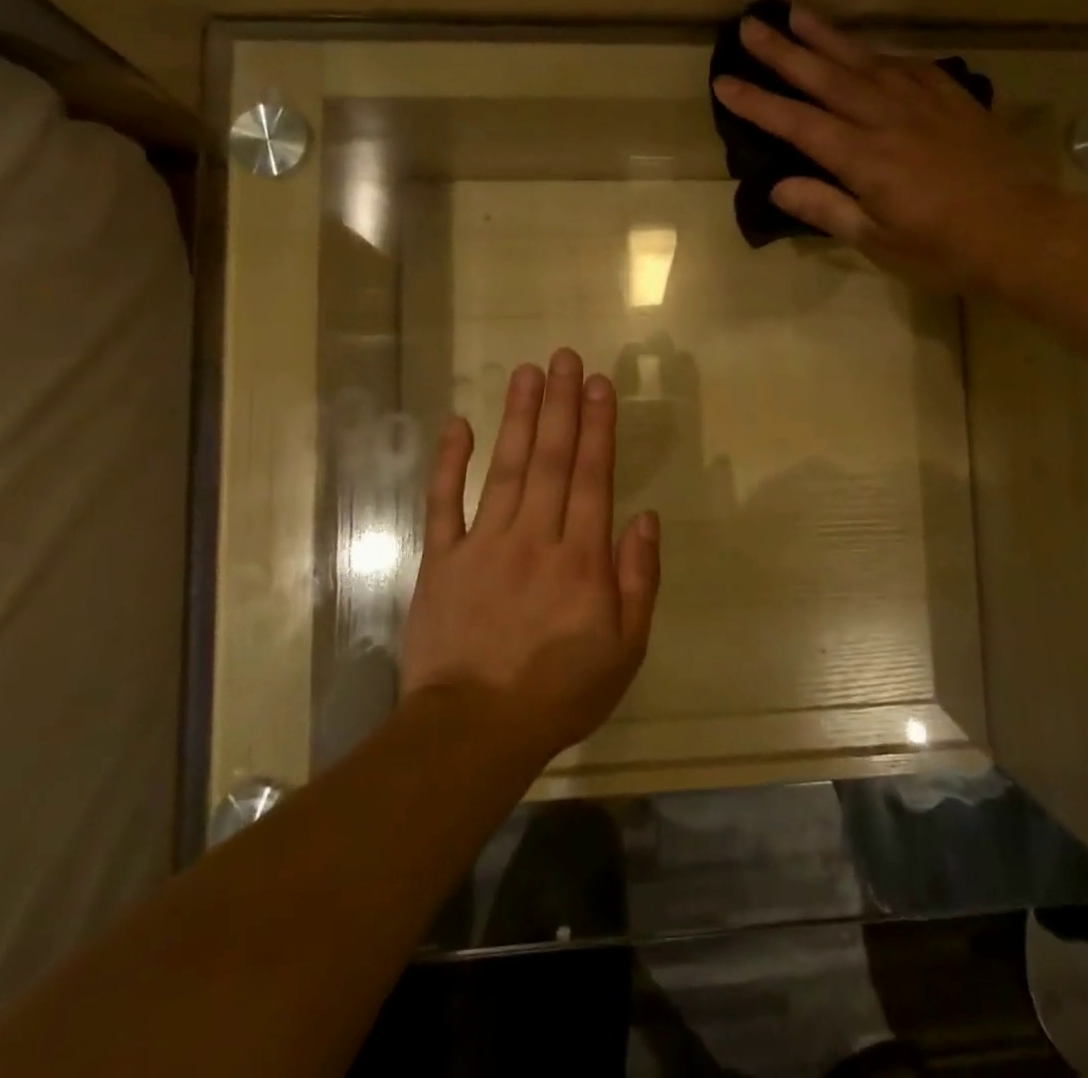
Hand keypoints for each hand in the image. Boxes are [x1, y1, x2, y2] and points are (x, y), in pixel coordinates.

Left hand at [399, 349, 660, 769]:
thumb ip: (638, 580)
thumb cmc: (559, 692)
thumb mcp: (625, 650)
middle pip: (552, 459)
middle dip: (560, 404)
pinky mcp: (442, 559)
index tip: (598, 384)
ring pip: (506, 468)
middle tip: (563, 357)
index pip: (593, 476)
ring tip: (526, 373)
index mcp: (581, 558)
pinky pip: (444, 503)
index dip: (597, 426)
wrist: (474, 731)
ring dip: (518, 417)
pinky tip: (458, 424)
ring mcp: (484, 544)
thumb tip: (645, 518)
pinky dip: (449, 462)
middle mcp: (535, 537)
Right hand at [713, 5, 1064, 294]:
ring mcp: (924, 103)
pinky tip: (869, 49)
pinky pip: (909, 65)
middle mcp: (888, 118)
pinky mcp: (954, 99)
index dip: (758, 103)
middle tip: (751, 24)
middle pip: (826, 77)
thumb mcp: (879, 242)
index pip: (798, 123)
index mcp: (864, 158)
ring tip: (798, 12)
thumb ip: (828, 208)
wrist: (1024, 231)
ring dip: (828, 36)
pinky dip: (881, 53)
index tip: (725, 81)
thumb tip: (778, 186)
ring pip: (866, 60)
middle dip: (784, 51)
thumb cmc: (945, 249)